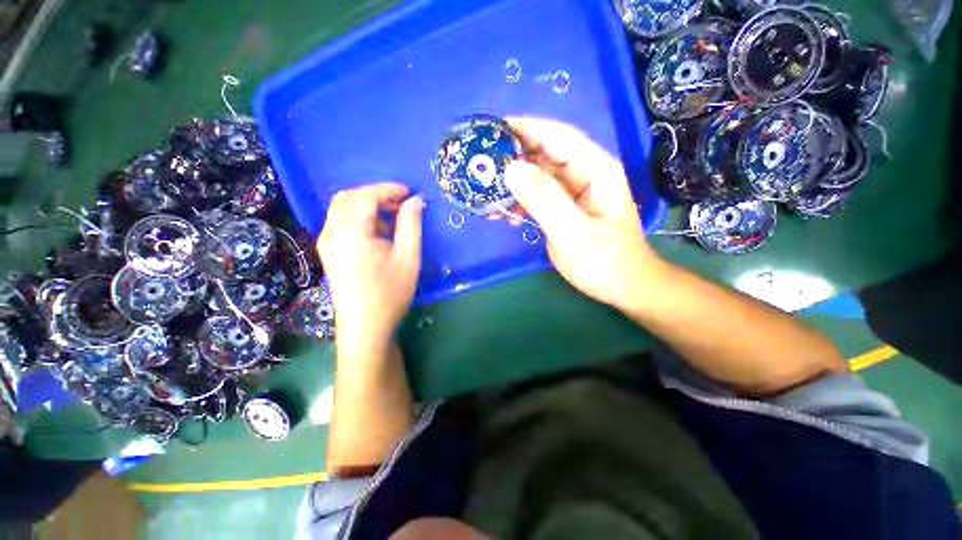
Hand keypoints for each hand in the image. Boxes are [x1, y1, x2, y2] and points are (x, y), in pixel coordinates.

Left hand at [317, 183, 422, 352]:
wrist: (365, 327)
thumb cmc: (390, 293)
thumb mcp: (408, 258)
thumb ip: (411, 225)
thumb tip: (415, 201)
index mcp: (351, 233)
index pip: (365, 196)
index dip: (388, 189)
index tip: (410, 193)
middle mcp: (332, 232)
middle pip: (348, 197)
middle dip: (376, 194)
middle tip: (401, 204)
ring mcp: (326, 242)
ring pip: (342, 208)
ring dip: (367, 205)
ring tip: (392, 218)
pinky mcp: (328, 252)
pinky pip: (340, 222)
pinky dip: (359, 217)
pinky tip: (378, 233)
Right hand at [504, 117, 668, 311]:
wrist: (622, 286)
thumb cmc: (605, 261)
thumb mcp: (573, 232)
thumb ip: (545, 200)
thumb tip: (511, 169)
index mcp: (595, 170)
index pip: (558, 137)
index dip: (526, 128)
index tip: (493, 129)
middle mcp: (584, 174)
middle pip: (544, 154)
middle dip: (513, 158)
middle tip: (481, 166)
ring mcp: (573, 192)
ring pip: (538, 176)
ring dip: (513, 183)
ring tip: (489, 195)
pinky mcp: (564, 208)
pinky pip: (538, 196)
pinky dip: (520, 201)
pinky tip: (506, 214)